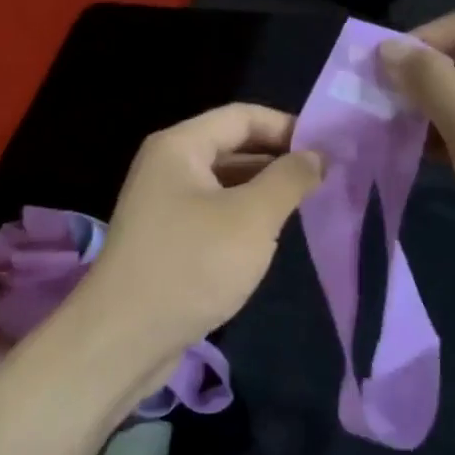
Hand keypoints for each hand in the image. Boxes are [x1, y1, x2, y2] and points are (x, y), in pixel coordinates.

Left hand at [81, 104, 324, 357]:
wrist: (125, 337)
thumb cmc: (192, 265)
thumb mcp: (252, 218)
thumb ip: (289, 179)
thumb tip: (317, 155)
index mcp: (180, 147)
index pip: (243, 116)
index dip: (287, 127)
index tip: (329, 150)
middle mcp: (167, 167)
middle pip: (232, 147)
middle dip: (278, 159)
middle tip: (326, 179)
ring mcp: (164, 205)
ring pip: (224, 184)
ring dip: (264, 190)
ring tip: (307, 205)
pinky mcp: (167, 240)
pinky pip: (214, 214)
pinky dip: (244, 217)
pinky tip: (270, 236)